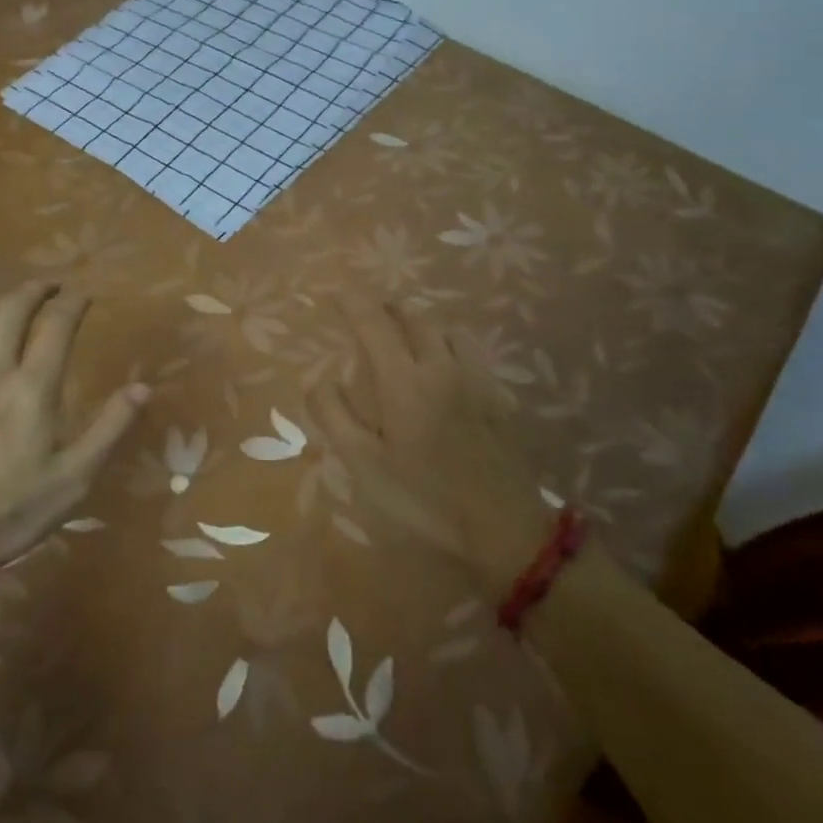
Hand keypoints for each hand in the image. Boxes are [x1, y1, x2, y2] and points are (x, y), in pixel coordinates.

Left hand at [0, 284, 147, 598]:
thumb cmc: (7, 512)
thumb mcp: (74, 479)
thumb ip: (110, 428)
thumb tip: (143, 387)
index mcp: (32, 386)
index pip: (56, 324)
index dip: (74, 302)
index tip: (86, 294)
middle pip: (12, 310)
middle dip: (35, 290)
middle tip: (52, 285)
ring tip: (13, 301)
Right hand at [314, 296, 549, 595]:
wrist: (506, 527)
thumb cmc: (425, 498)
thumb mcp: (366, 466)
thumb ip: (335, 416)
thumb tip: (316, 377)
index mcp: (404, 380)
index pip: (374, 323)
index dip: (353, 302)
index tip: (336, 294)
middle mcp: (440, 366)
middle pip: (413, 316)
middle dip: (386, 307)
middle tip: (368, 314)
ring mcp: (474, 378)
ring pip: (445, 329)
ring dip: (420, 322)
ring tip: (406, 335)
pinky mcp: (497, 396)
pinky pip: (470, 351)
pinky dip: (448, 343)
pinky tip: (446, 365)